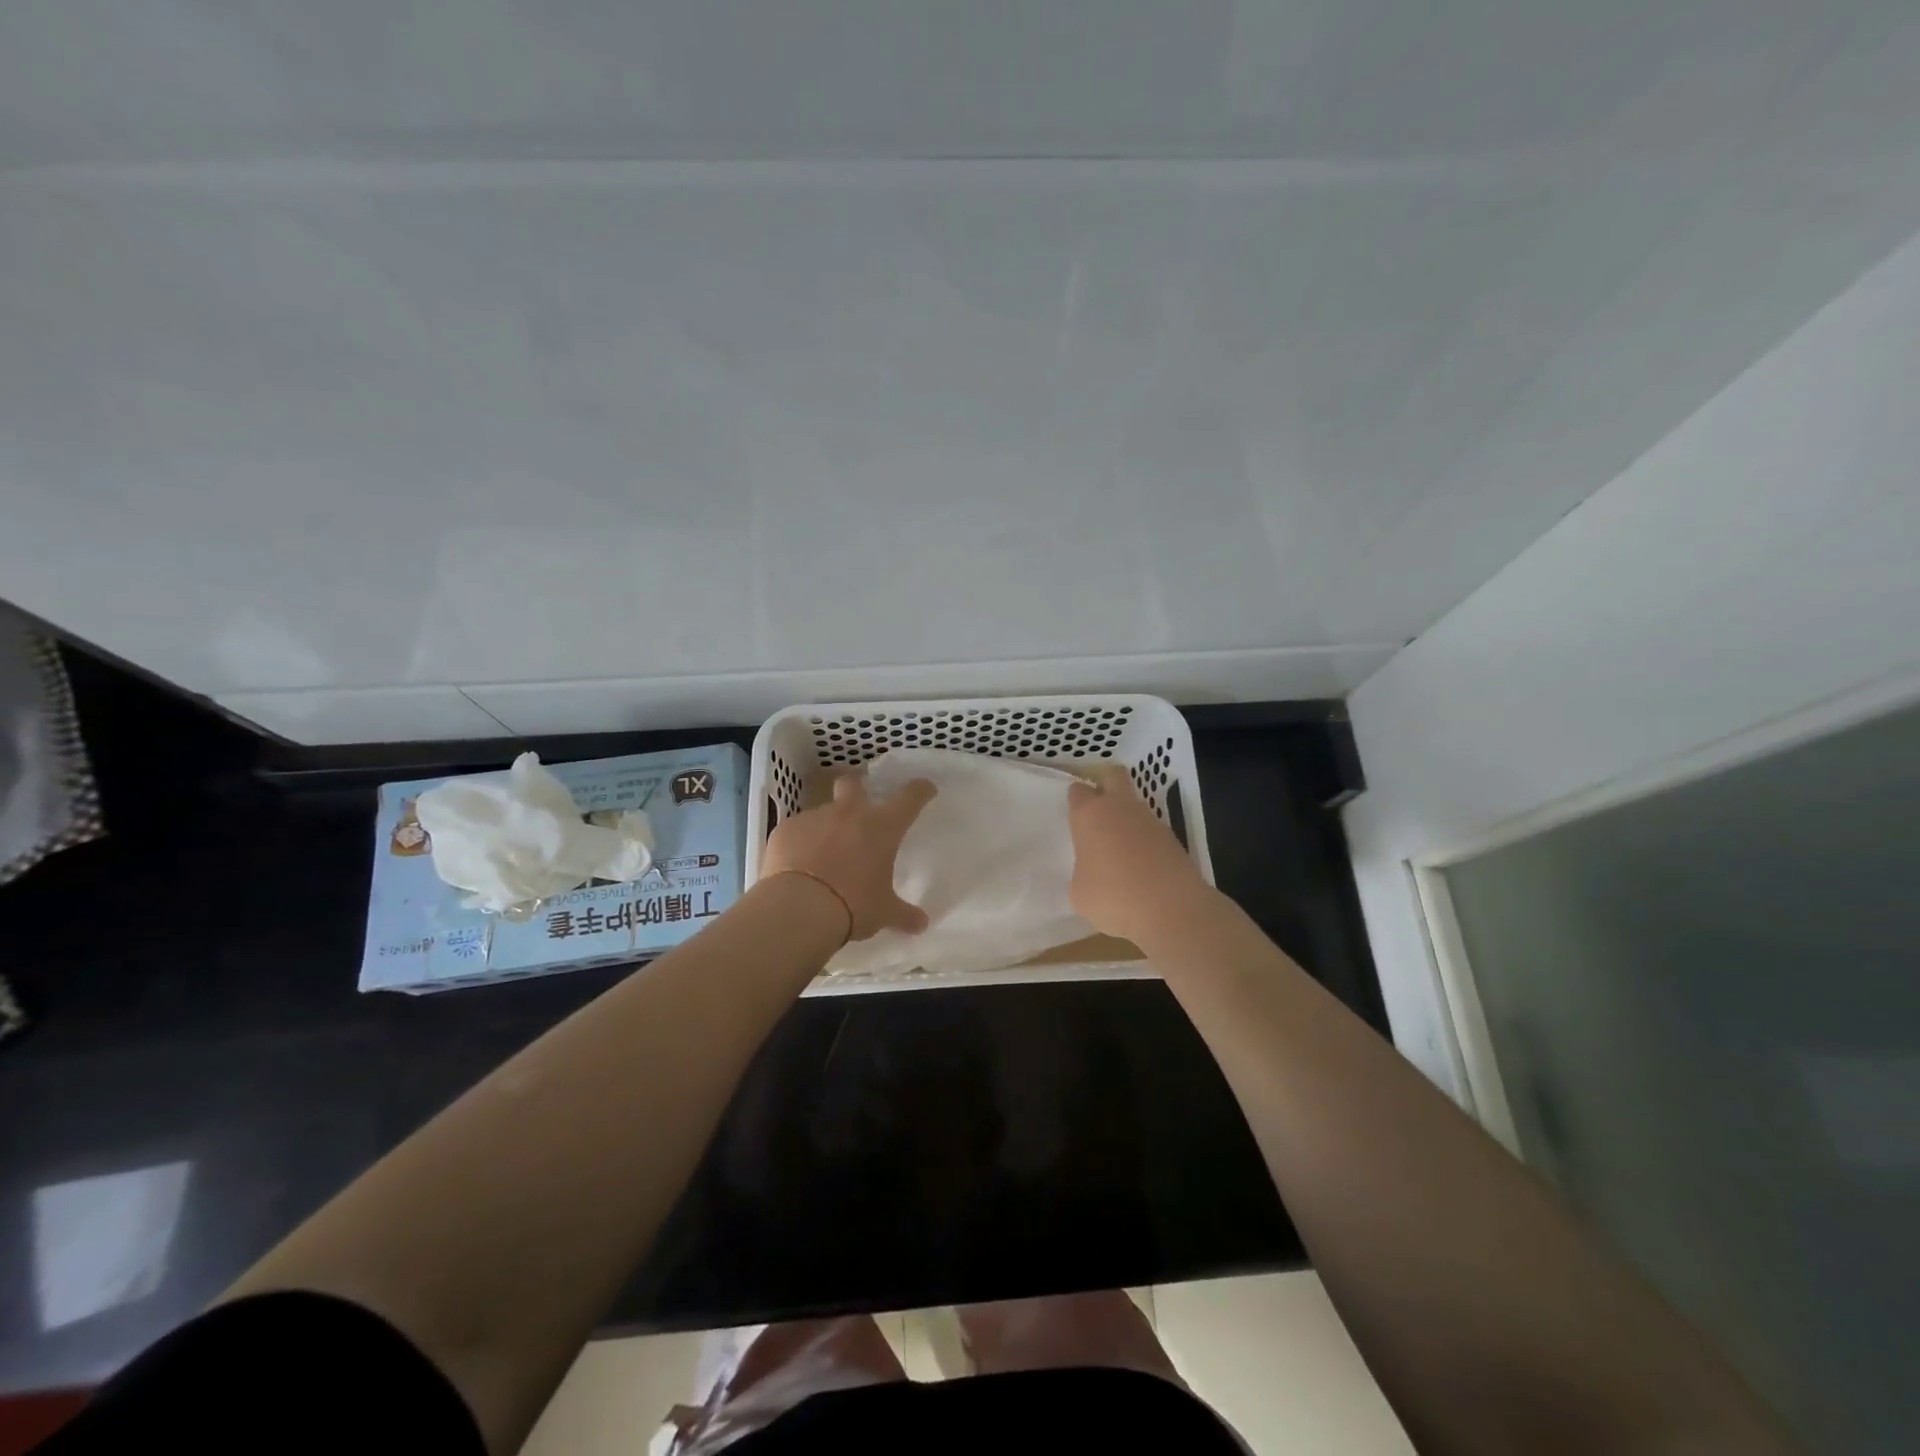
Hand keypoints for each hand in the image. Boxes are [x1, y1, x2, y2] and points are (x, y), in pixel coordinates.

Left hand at [761, 771, 936, 943]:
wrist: (799, 908)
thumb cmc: (853, 905)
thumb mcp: (884, 912)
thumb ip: (903, 915)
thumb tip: (922, 924)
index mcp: (882, 827)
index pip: (910, 798)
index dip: (920, 790)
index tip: (924, 789)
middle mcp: (849, 814)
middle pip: (853, 784)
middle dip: (856, 789)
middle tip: (858, 808)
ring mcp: (814, 818)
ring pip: (822, 811)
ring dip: (826, 826)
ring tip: (823, 854)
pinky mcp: (785, 830)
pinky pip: (796, 830)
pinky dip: (800, 843)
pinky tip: (798, 865)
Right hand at [1068, 765, 1209, 944]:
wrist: (1171, 910)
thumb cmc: (1113, 897)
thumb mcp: (1079, 892)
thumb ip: (1082, 871)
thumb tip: (1093, 870)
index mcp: (1090, 814)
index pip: (1077, 791)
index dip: (1075, 802)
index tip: (1074, 820)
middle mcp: (1120, 807)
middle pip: (1113, 776)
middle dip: (1105, 787)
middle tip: (1097, 815)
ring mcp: (1150, 820)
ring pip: (1134, 805)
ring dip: (1126, 819)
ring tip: (1119, 852)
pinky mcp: (1172, 838)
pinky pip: (1151, 831)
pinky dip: (1144, 842)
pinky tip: (1141, 868)